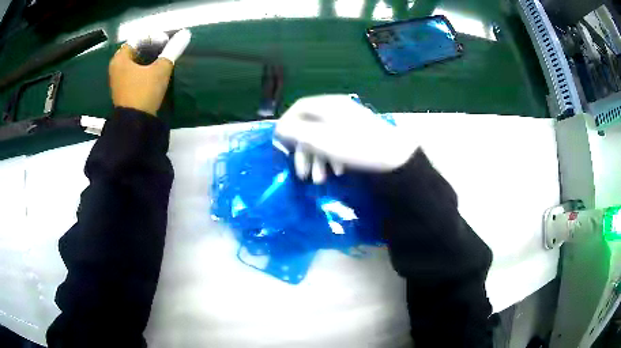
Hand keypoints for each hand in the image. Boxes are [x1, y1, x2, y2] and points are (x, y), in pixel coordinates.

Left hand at [109, 29, 190, 115]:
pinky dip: (143, 68)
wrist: (135, 124)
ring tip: (163, 59)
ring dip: (148, 58)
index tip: (167, 42)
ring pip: (135, 62)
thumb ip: (172, 50)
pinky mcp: (122, 89)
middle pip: (136, 50)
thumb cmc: (144, 92)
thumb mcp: (160, 69)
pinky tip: (154, 71)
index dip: (154, 38)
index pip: (138, 39)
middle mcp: (116, 67)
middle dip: (151, 47)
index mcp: (120, 58)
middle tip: (166, 48)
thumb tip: (185, 34)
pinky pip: (133, 72)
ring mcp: (117, 79)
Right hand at [275, 94, 418, 183]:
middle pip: (310, 126)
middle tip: (301, 174)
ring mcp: (349, 121)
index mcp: (328, 105)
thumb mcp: (321, 140)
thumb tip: (279, 129)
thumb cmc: (356, 147)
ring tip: (319, 180)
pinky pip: (337, 141)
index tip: (280, 144)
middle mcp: (337, 109)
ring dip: (317, 159)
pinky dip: (332, 157)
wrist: (396, 157)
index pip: (299, 108)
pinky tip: (336, 172)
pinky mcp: (357, 133)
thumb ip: (297, 133)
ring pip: (323, 137)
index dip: (286, 125)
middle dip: (303, 151)